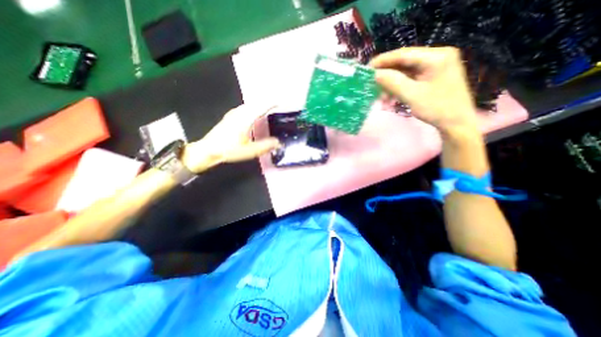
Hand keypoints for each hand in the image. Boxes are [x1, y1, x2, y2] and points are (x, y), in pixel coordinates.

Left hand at [182, 102, 279, 171]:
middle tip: (277, 106)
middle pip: (256, 103)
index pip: (262, 107)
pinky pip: (245, 109)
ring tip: (268, 109)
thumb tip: (278, 142)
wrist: (208, 150)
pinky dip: (253, 109)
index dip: (272, 104)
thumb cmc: (229, 150)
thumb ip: (266, 146)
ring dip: (259, 106)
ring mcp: (233, 114)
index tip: (281, 103)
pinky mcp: (230, 117)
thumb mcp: (250, 151)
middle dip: (267, 103)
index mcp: (246, 118)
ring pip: (250, 105)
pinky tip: (254, 115)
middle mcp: (240, 113)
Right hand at [371, 48, 479, 133]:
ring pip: (406, 70)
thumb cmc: (437, 109)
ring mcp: (436, 66)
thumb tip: (376, 74)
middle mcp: (437, 56)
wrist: (456, 122)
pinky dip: (399, 85)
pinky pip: (411, 77)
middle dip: (387, 72)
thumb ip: (393, 83)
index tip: (367, 67)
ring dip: (391, 81)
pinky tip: (390, 94)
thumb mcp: (412, 95)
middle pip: (405, 61)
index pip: (403, 54)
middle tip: (371, 81)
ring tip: (380, 93)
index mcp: (436, 57)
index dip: (383, 60)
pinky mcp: (433, 76)